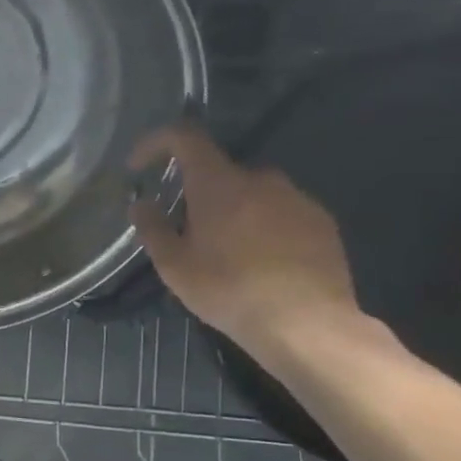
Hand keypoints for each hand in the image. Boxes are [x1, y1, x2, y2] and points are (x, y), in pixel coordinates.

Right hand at [129, 124, 362, 357]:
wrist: (305, 322)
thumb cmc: (228, 290)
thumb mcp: (175, 266)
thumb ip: (153, 229)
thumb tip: (140, 204)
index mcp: (219, 184)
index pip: (185, 138)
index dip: (157, 143)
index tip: (139, 165)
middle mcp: (261, 179)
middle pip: (220, 172)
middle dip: (199, 194)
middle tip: (187, 233)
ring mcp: (297, 198)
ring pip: (252, 194)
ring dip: (233, 212)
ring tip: (226, 254)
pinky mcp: (321, 221)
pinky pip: (281, 212)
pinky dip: (263, 227)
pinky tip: (260, 264)